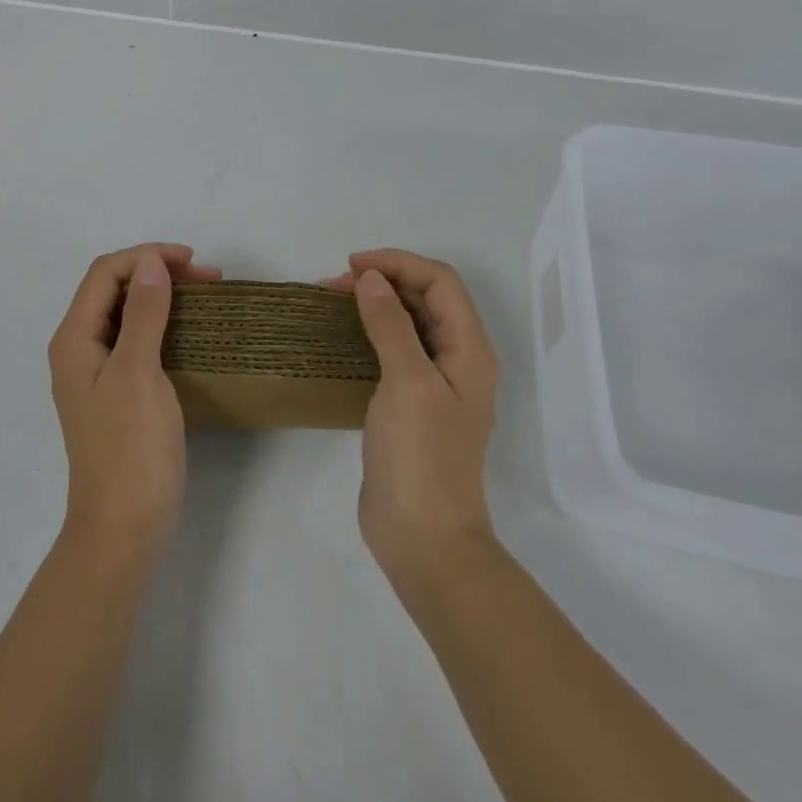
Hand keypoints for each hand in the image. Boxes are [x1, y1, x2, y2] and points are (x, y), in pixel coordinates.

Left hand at [49, 244, 218, 564]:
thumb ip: (143, 313)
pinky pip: (137, 340)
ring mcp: (98, 372)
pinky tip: (190, 330)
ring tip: (204, 296)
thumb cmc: (130, 448)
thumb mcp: (138, 372)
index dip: (146, 256)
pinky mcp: (118, 392)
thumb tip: (150, 262)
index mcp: (74, 338)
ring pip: (126, 313)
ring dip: (161, 296)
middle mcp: (79, 348)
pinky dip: (163, 324)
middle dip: (155, 272)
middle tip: (207, 278)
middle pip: (113, 289)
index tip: (193, 261)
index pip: (105, 273)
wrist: (124, 528)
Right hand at [326, 249, 499, 583]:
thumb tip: (371, 278)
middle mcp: (457, 359)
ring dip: (374, 304)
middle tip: (334, 284)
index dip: (399, 263)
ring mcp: (434, 383)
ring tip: (331, 302)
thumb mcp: (408, 383)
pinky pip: (392, 350)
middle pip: (426, 298)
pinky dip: (368, 332)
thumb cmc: (422, 457)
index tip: (352, 265)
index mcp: (470, 350)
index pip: (440, 282)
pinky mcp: (410, 403)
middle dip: (384, 279)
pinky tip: (340, 337)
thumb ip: (391, 325)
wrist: (423, 538)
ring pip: (408, 322)